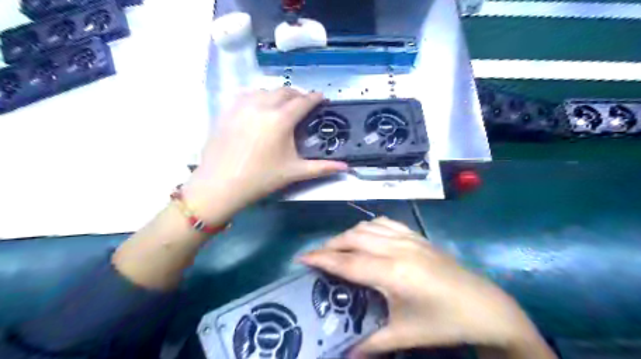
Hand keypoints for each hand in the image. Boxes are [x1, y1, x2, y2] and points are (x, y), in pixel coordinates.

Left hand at [183, 88, 348, 220]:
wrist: (220, 184)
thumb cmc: (261, 178)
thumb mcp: (294, 172)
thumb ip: (322, 168)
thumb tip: (346, 168)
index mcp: (281, 120)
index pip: (303, 101)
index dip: (315, 98)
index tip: (322, 97)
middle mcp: (262, 106)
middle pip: (285, 91)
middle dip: (298, 94)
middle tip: (305, 103)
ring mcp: (242, 106)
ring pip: (265, 90)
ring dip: (278, 94)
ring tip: (283, 104)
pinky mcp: (228, 110)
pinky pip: (247, 95)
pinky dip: (258, 96)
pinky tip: (259, 106)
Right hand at [297, 217, 553, 357]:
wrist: (485, 307)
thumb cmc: (444, 322)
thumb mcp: (405, 335)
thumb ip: (371, 344)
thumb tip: (345, 357)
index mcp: (391, 273)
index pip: (347, 262)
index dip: (322, 258)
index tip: (302, 257)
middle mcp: (396, 249)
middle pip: (353, 238)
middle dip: (331, 244)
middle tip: (319, 256)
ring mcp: (408, 239)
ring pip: (368, 226)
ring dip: (349, 234)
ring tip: (340, 247)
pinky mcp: (418, 236)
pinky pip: (386, 222)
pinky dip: (369, 226)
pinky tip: (368, 236)